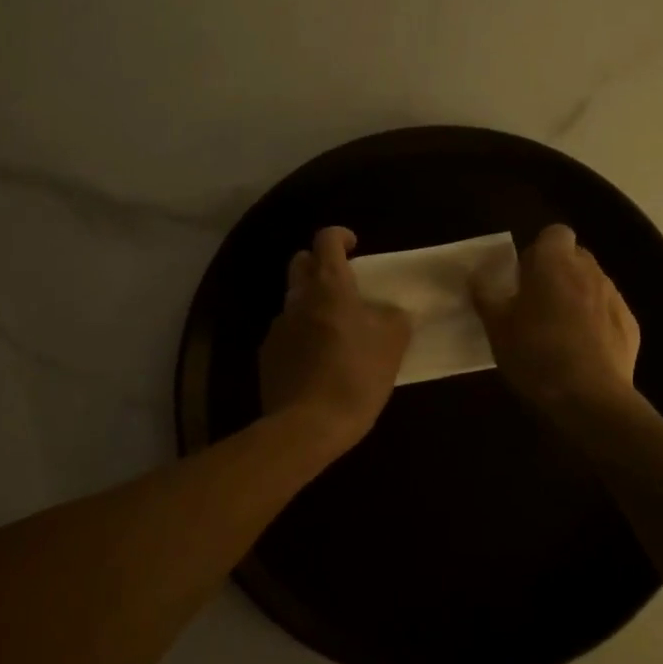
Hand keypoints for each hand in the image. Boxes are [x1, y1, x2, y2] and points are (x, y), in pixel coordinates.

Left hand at [260, 227, 410, 449]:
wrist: (306, 426)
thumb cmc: (355, 376)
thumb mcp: (392, 345)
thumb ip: (394, 318)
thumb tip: (390, 311)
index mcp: (329, 287)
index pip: (326, 240)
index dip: (340, 237)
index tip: (355, 247)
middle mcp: (298, 299)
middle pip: (300, 263)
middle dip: (319, 265)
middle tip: (344, 285)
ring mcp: (278, 327)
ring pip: (294, 301)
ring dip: (312, 305)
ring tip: (336, 332)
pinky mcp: (267, 356)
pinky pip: (287, 333)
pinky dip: (302, 336)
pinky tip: (318, 363)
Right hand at [472, 225, 640, 414]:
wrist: (589, 397)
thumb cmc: (535, 352)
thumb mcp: (496, 326)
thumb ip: (486, 294)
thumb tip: (478, 275)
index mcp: (554, 261)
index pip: (554, 233)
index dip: (539, 250)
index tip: (524, 276)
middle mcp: (589, 269)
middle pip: (574, 257)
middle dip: (558, 273)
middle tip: (536, 303)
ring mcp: (614, 296)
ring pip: (592, 285)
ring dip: (577, 298)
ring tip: (559, 331)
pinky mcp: (631, 325)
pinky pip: (608, 313)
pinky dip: (596, 323)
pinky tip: (582, 351)